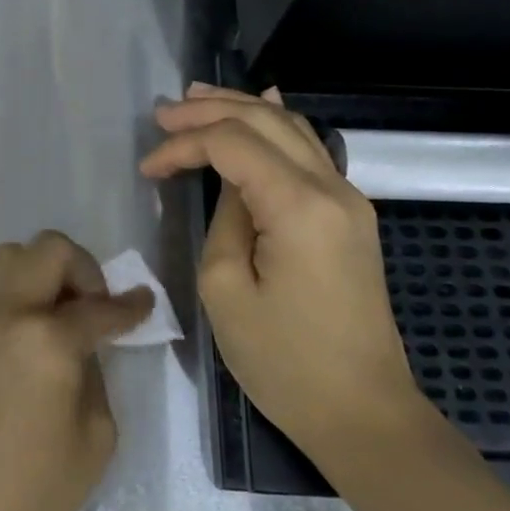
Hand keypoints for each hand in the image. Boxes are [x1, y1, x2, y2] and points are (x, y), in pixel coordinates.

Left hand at [0, 231, 152, 510]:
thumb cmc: (25, 504)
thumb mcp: (92, 446)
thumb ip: (96, 379)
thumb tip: (83, 350)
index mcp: (45, 340)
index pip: (99, 307)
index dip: (130, 307)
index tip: (144, 305)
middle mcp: (2, 313)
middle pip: (48, 250)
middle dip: (83, 270)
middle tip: (95, 309)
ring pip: (8, 258)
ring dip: (41, 273)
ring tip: (56, 318)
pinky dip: (11, 292)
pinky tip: (23, 335)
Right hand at [139, 83, 423, 460]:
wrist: (363, 411)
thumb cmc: (284, 362)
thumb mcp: (227, 291)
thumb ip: (224, 221)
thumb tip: (231, 187)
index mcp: (299, 206)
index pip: (232, 144)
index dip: (183, 144)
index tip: (147, 169)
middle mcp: (332, 188)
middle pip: (267, 121)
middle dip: (211, 109)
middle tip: (164, 111)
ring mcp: (349, 201)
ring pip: (293, 129)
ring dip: (244, 109)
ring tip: (198, 99)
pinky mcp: (351, 218)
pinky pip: (310, 153)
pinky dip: (276, 129)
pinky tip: (261, 111)